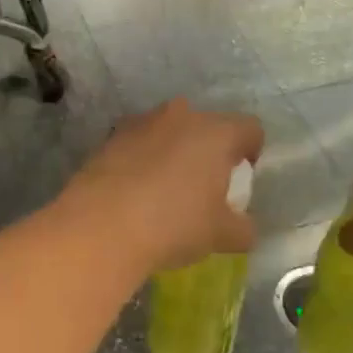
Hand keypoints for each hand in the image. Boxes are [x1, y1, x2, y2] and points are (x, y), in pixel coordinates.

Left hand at [62, 100, 263, 271]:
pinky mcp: (109, 138)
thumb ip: (243, 228)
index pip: (250, 129)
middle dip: (209, 151)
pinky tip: (135, 192)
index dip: (251, 152)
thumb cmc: (174, 225)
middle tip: (204, 186)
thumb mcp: (221, 235)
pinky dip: (142, 161)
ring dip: (173, 152)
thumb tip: (243, 228)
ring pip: (169, 132)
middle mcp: (180, 116)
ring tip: (165, 190)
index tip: (240, 179)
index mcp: (216, 132)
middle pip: (206, 126)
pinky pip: (137, 144)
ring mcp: (140, 123)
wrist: (100, 227)